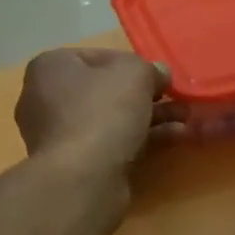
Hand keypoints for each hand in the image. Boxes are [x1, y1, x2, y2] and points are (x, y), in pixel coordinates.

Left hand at [15, 48, 173, 181]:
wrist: (82, 178)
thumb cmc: (102, 111)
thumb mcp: (134, 74)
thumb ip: (150, 68)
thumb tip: (159, 75)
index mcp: (51, 67)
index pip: (98, 56)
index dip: (133, 63)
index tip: (159, 75)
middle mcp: (46, 98)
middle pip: (106, 90)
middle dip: (146, 94)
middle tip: (177, 97)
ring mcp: (59, 135)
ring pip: (112, 119)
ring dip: (151, 117)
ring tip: (187, 118)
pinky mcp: (75, 164)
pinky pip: (113, 143)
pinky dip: (142, 139)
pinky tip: (177, 137)